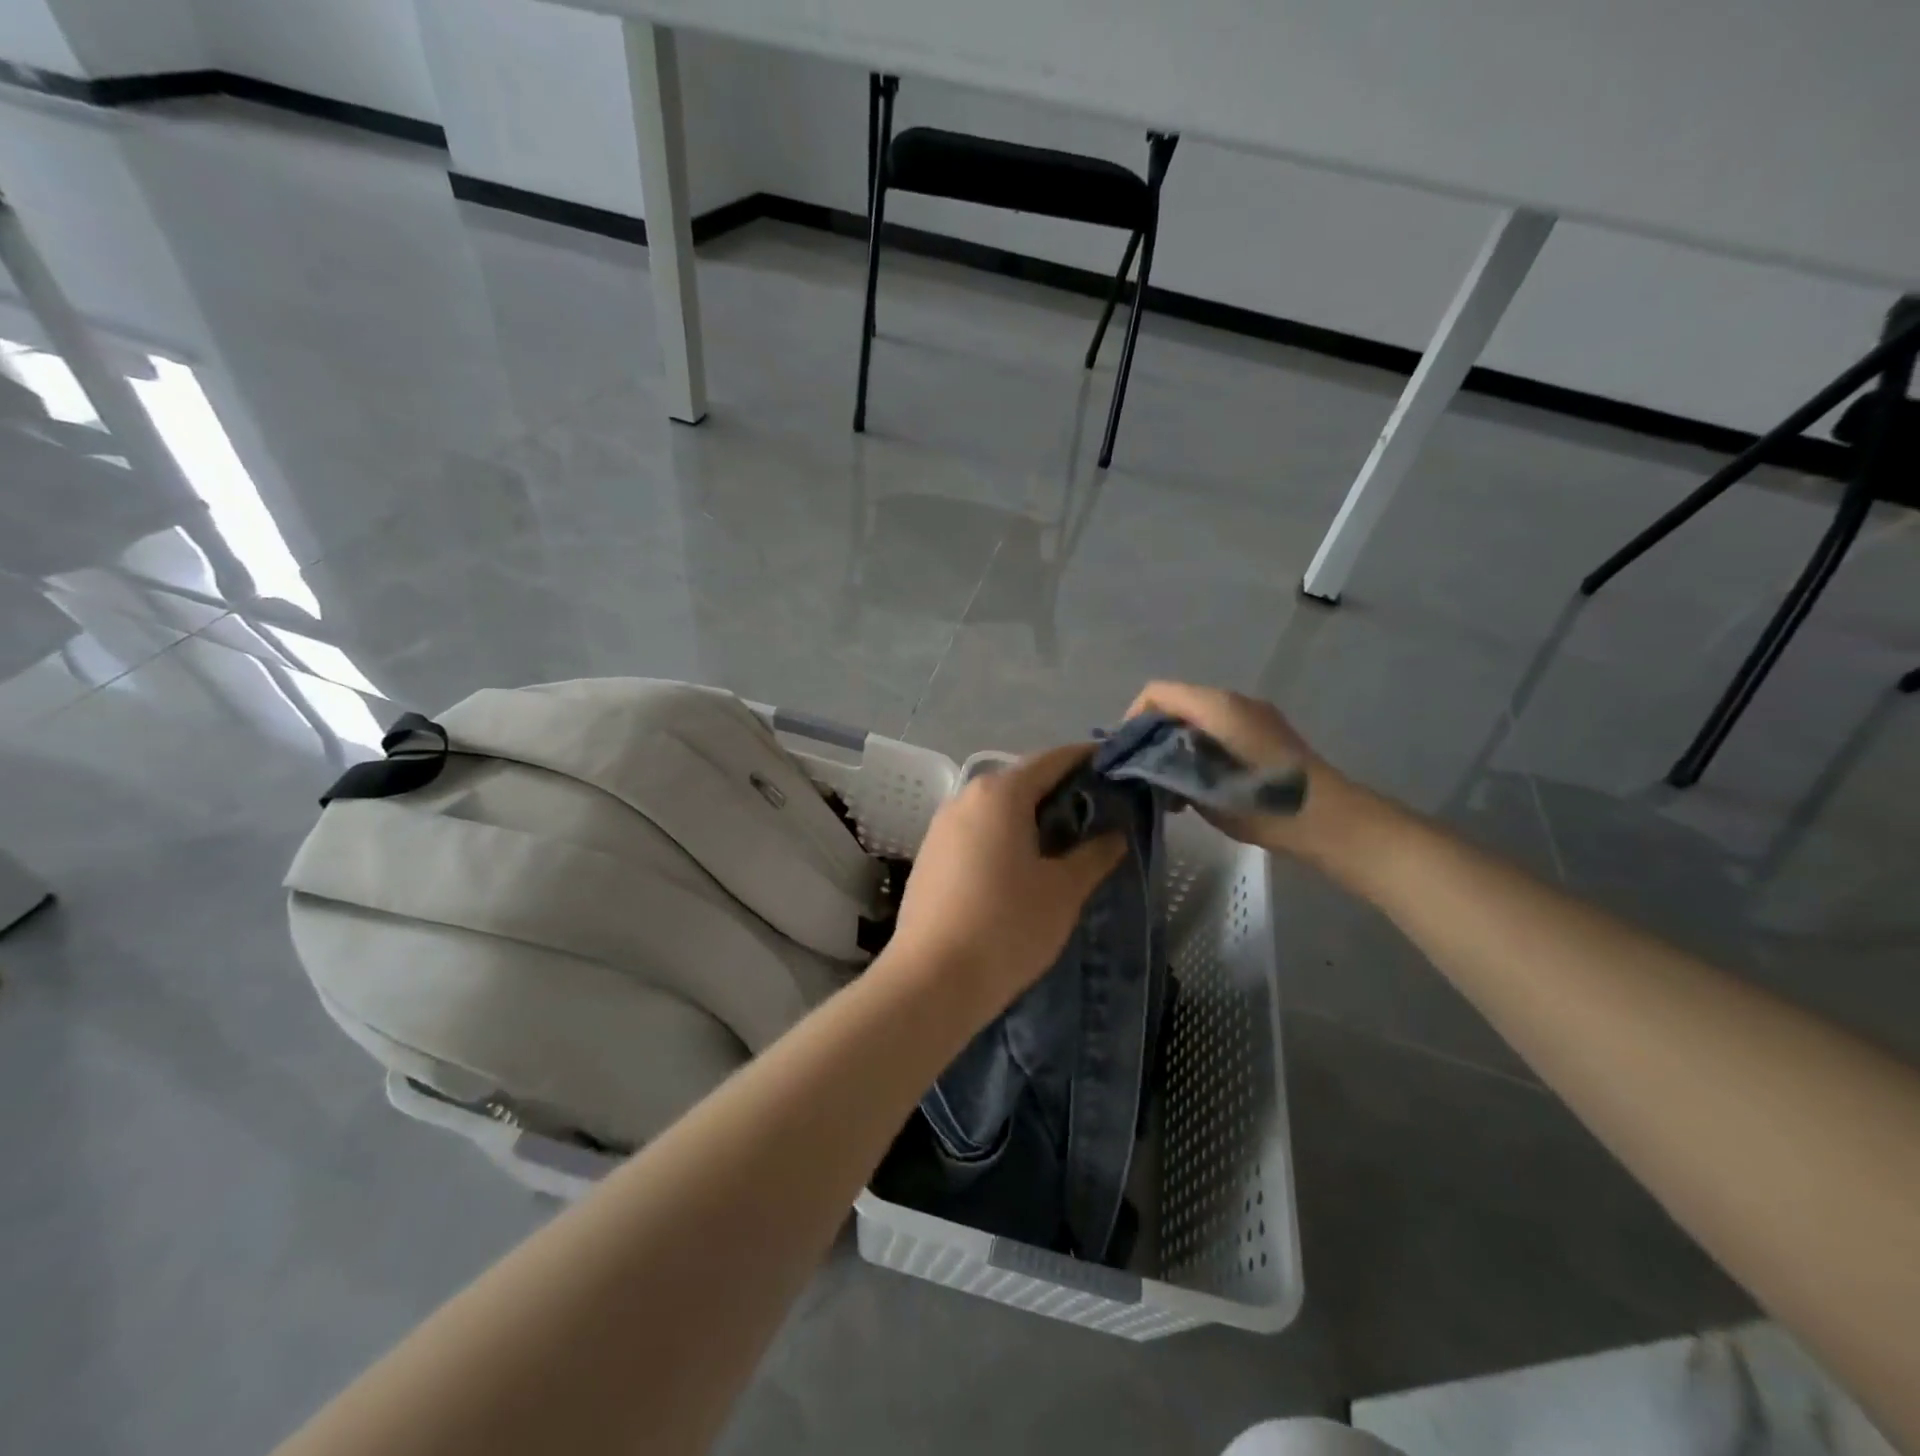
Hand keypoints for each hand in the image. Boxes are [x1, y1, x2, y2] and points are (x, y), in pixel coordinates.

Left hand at [887, 744, 1124, 1021]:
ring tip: (1065, 840)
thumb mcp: (1063, 891)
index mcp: (1000, 794)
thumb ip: (1094, 855)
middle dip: (1060, 791)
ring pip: (996, 808)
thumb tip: (1115, 835)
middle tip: (1099, 811)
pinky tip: (1022, 864)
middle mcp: (965, 798)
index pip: (1051, 760)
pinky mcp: (930, 855)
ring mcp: (941, 826)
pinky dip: (1004, 835)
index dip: (1086, 759)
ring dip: (1030, 816)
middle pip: (1021, 781)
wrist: (931, 980)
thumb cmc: (1007, 926)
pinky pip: (976, 831)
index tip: (1115, 766)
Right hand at [1125, 681, 1374, 863]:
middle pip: (1177, 704)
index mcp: (1215, 706)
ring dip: (1178, 745)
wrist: (1328, 818)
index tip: (1128, 754)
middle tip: (1145, 774)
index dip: (1133, 718)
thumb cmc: (1260, 802)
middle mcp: (1233, 700)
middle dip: (1154, 735)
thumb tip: (1143, 764)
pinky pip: (1221, 729)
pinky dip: (1201, 748)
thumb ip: (1165, 768)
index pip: (1156, 693)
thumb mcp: (1200, 789)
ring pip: (1198, 718)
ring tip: (1172, 786)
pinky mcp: (1268, 732)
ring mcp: (1254, 714)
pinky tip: (1201, 784)